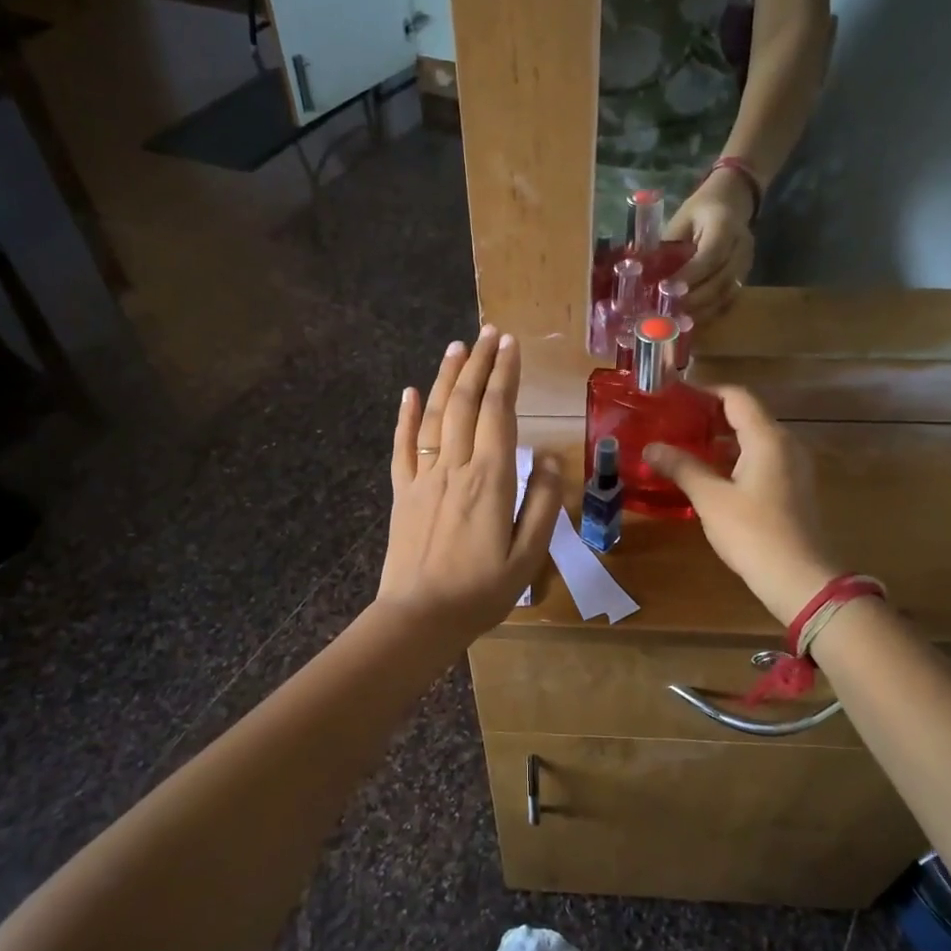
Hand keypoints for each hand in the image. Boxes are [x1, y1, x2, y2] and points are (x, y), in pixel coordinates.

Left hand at [375, 328, 561, 639]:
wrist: (419, 618)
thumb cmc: (481, 592)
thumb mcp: (528, 555)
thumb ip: (541, 502)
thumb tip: (548, 456)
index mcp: (489, 480)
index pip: (498, 413)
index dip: (505, 375)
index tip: (511, 345)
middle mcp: (454, 467)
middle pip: (465, 403)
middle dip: (478, 364)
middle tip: (489, 333)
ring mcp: (422, 477)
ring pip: (434, 416)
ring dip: (446, 378)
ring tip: (457, 347)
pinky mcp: (401, 492)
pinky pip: (402, 446)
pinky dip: (405, 416)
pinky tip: (409, 392)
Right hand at [644, 386, 838, 625]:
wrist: (799, 579)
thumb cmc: (753, 532)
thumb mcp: (710, 498)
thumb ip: (681, 467)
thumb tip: (651, 447)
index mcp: (767, 438)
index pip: (736, 397)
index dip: (705, 392)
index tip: (674, 396)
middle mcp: (785, 444)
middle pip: (746, 416)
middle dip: (709, 416)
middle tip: (673, 422)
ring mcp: (793, 467)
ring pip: (753, 440)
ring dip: (721, 440)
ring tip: (684, 447)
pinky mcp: (792, 489)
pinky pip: (761, 460)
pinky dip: (734, 459)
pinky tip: (709, 475)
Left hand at [666, 169, 756, 321]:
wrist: (733, 200)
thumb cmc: (700, 210)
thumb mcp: (680, 221)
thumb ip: (667, 248)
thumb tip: (642, 276)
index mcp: (724, 224)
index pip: (711, 255)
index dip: (690, 276)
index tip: (666, 290)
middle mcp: (741, 246)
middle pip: (721, 280)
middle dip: (694, 300)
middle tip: (668, 312)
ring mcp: (746, 264)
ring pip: (727, 295)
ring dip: (700, 311)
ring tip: (676, 322)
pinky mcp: (744, 277)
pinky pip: (728, 300)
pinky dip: (708, 312)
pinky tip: (689, 321)